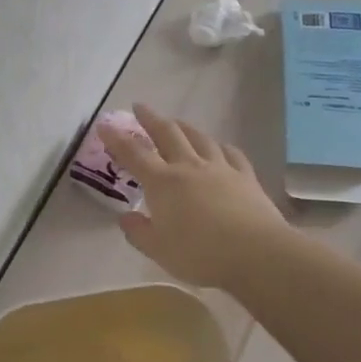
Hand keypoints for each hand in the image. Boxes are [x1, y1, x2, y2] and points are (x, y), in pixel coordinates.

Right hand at [100, 105, 287, 286]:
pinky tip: (219, 146)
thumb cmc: (200, 254)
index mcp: (162, 183)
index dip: (116, 138)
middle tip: (140, 107)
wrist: (256, 253)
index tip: (104, 124)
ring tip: (176, 122)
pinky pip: (231, 153)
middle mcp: (189, 167)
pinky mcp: (246, 177)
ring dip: (184, 126)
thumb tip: (125, 217)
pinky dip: (219, 146)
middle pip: (167, 134)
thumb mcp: (158, 250)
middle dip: (151, 119)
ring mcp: (220, 169)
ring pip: (199, 138)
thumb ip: (138, 232)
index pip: (134, 154)